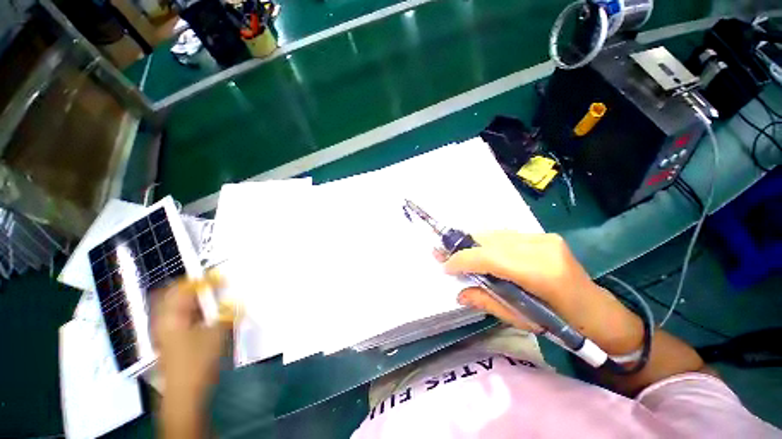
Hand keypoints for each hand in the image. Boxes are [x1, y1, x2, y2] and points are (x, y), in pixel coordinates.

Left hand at [153, 271, 233, 400]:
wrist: (184, 393)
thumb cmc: (198, 362)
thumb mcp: (217, 334)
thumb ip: (226, 313)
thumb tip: (234, 300)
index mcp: (171, 316)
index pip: (183, 288)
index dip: (202, 280)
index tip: (219, 277)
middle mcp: (162, 321)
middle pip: (171, 294)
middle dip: (190, 286)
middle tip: (209, 283)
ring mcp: (163, 331)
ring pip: (173, 305)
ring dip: (189, 298)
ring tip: (208, 296)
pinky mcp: (168, 340)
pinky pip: (176, 316)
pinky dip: (189, 310)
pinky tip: (203, 315)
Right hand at [442, 232, 643, 354]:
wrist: (597, 311)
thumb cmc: (562, 324)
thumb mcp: (521, 320)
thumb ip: (488, 302)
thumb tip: (459, 293)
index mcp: (540, 273)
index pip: (490, 258)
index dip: (463, 260)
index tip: (445, 265)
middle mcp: (541, 247)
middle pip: (489, 241)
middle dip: (462, 247)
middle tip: (442, 252)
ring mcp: (544, 238)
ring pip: (495, 234)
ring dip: (473, 243)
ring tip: (457, 251)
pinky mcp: (543, 236)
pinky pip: (505, 235)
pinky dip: (487, 242)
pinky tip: (479, 250)